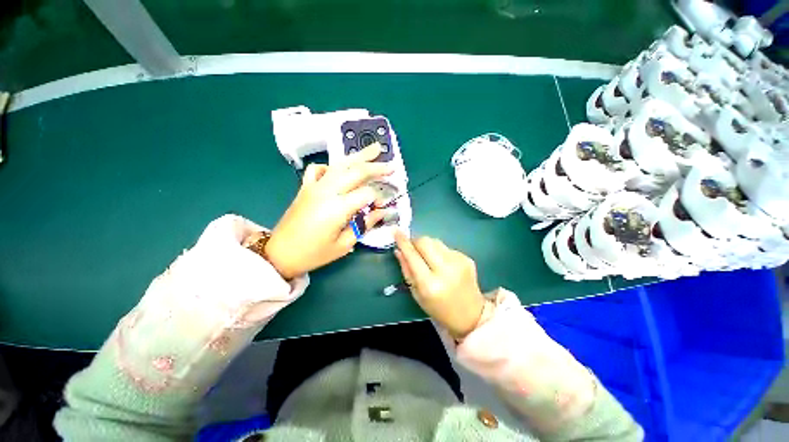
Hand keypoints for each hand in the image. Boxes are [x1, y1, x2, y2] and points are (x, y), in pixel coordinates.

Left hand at [265, 144, 392, 278]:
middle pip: (356, 172)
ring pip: (340, 165)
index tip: (384, 206)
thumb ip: (364, 225)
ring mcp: (315, 186)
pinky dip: (331, 166)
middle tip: (392, 165)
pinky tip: (339, 169)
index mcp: (338, 208)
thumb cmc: (314, 253)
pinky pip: (318, 169)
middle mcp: (327, 191)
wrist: (280, 253)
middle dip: (376, 167)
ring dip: (358, 156)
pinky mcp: (306, 187)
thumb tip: (382, 212)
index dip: (378, 198)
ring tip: (374, 149)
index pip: (366, 194)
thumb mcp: (344, 244)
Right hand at [394, 231, 486, 338]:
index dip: (403, 242)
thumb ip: (406, 270)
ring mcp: (459, 262)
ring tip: (429, 259)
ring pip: (435, 241)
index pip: (412, 256)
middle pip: (425, 241)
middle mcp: (446, 270)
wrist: (470, 315)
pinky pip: (446, 247)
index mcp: (430, 284)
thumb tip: (399, 250)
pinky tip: (442, 264)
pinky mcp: (467, 258)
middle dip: (415, 241)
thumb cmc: (438, 308)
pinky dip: (439, 252)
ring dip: (428, 246)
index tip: (396, 231)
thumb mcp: (417, 294)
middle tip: (412, 248)